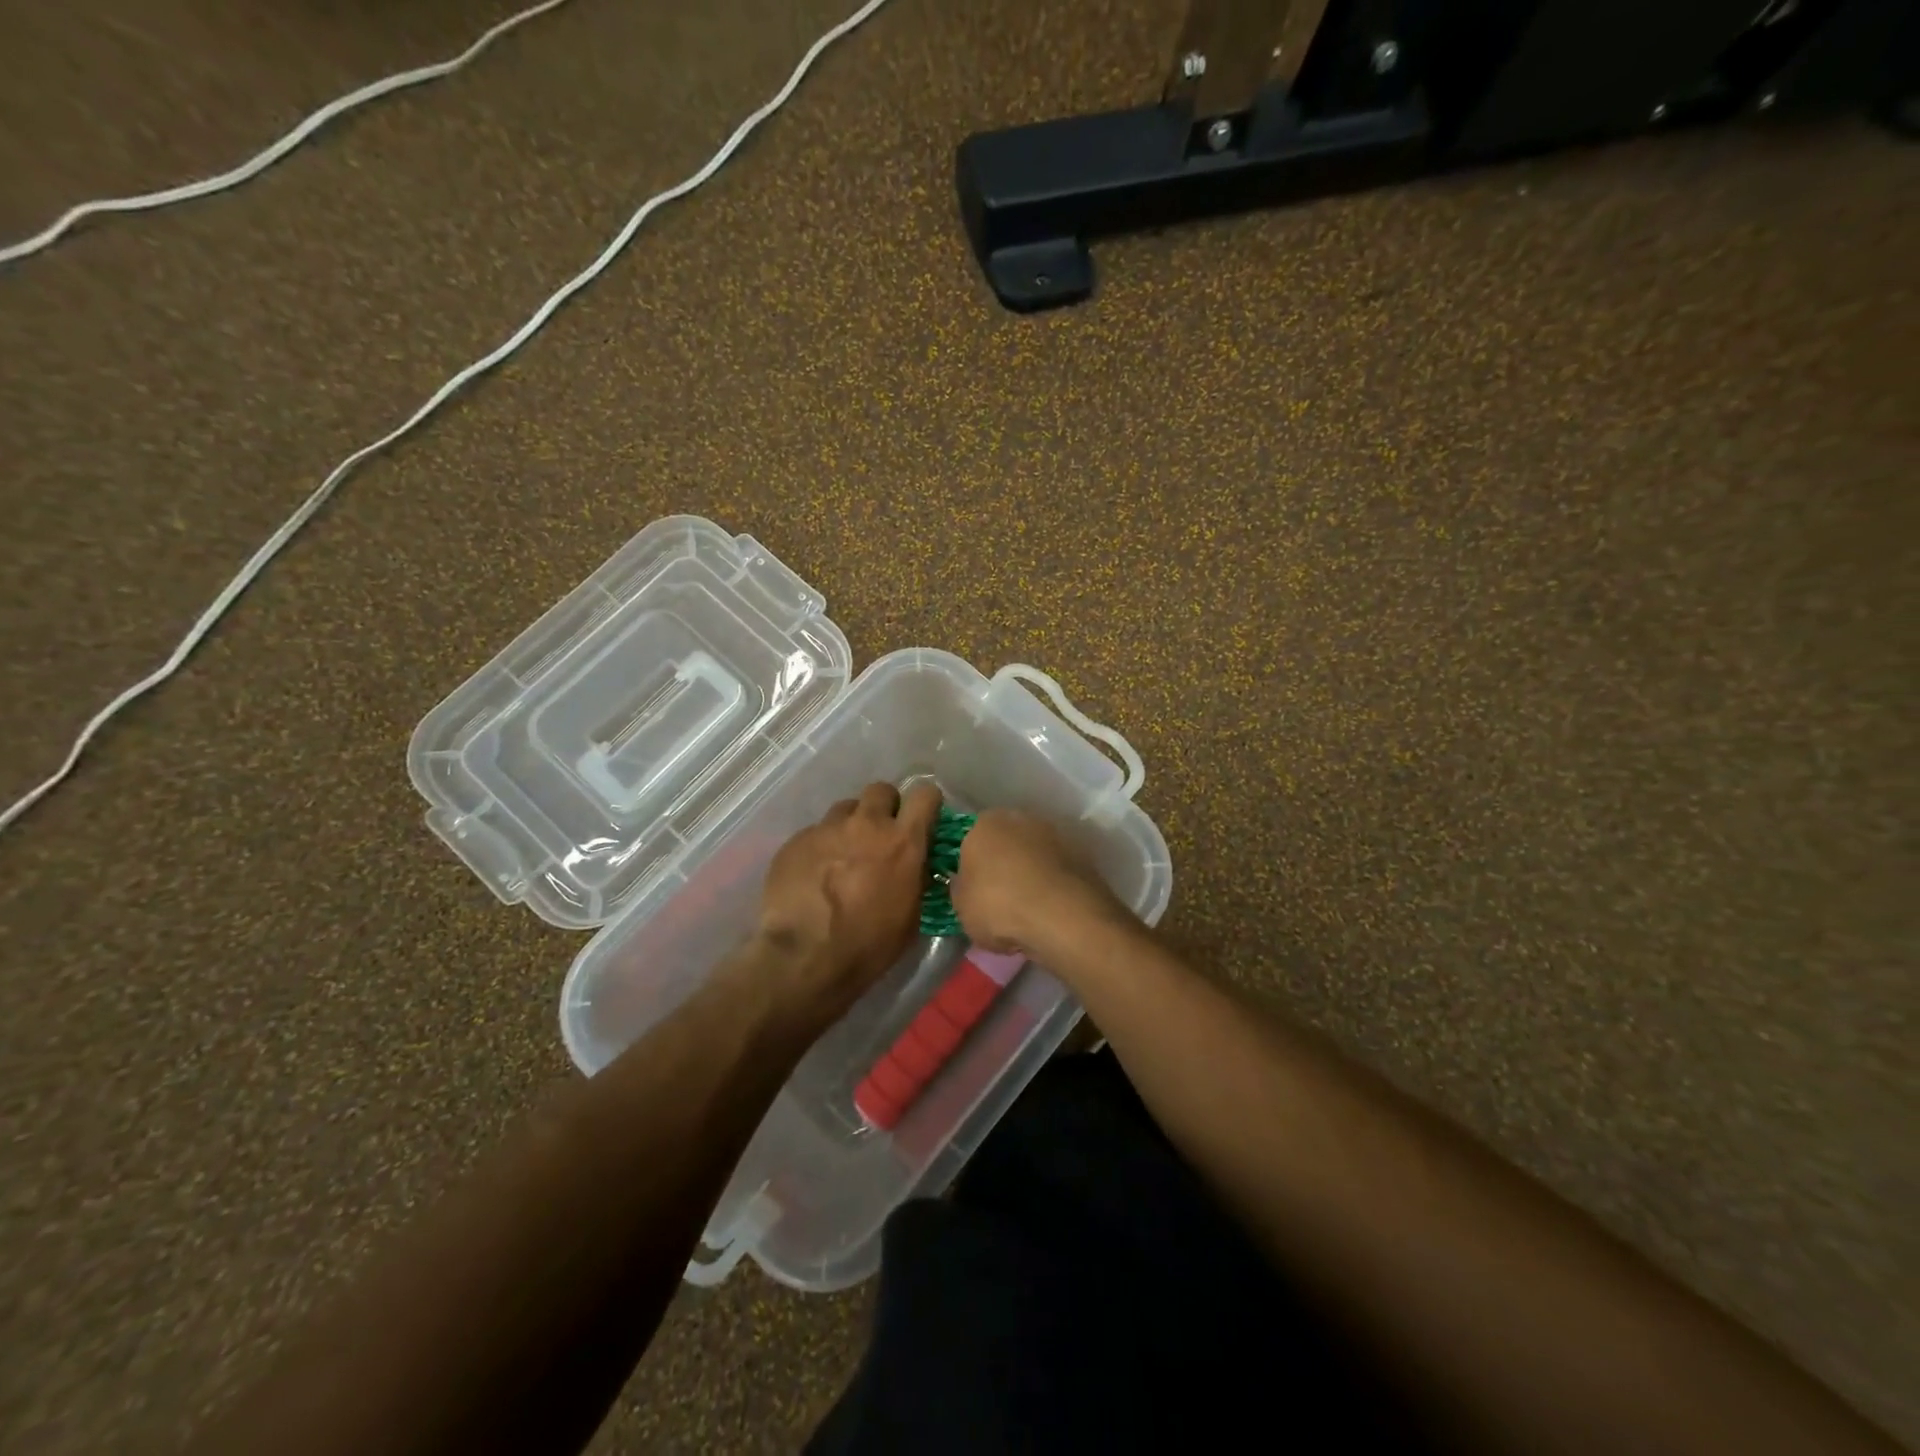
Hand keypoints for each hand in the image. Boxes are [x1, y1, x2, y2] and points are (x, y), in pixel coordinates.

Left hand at [755, 782, 942, 1015]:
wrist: (804, 958)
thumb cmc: (868, 945)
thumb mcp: (911, 916)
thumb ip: (917, 877)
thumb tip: (917, 864)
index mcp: (903, 841)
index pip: (925, 794)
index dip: (926, 803)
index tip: (922, 819)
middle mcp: (867, 824)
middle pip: (881, 790)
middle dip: (884, 807)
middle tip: (880, 835)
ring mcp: (827, 828)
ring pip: (845, 809)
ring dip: (850, 826)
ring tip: (843, 856)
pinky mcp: (796, 840)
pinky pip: (815, 832)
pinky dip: (820, 847)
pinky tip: (814, 875)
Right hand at [948, 808, 1126, 956]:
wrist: (1062, 917)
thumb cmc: (999, 906)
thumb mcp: (961, 906)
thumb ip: (961, 888)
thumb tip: (965, 883)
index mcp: (985, 823)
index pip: (971, 838)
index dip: (972, 864)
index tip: (974, 888)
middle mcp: (1021, 818)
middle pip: (1007, 841)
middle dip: (1004, 863)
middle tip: (1001, 897)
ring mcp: (1056, 834)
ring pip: (1035, 853)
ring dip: (1032, 872)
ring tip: (1029, 907)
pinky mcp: (1083, 854)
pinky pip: (1057, 870)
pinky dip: (1054, 884)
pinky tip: (1051, 909)